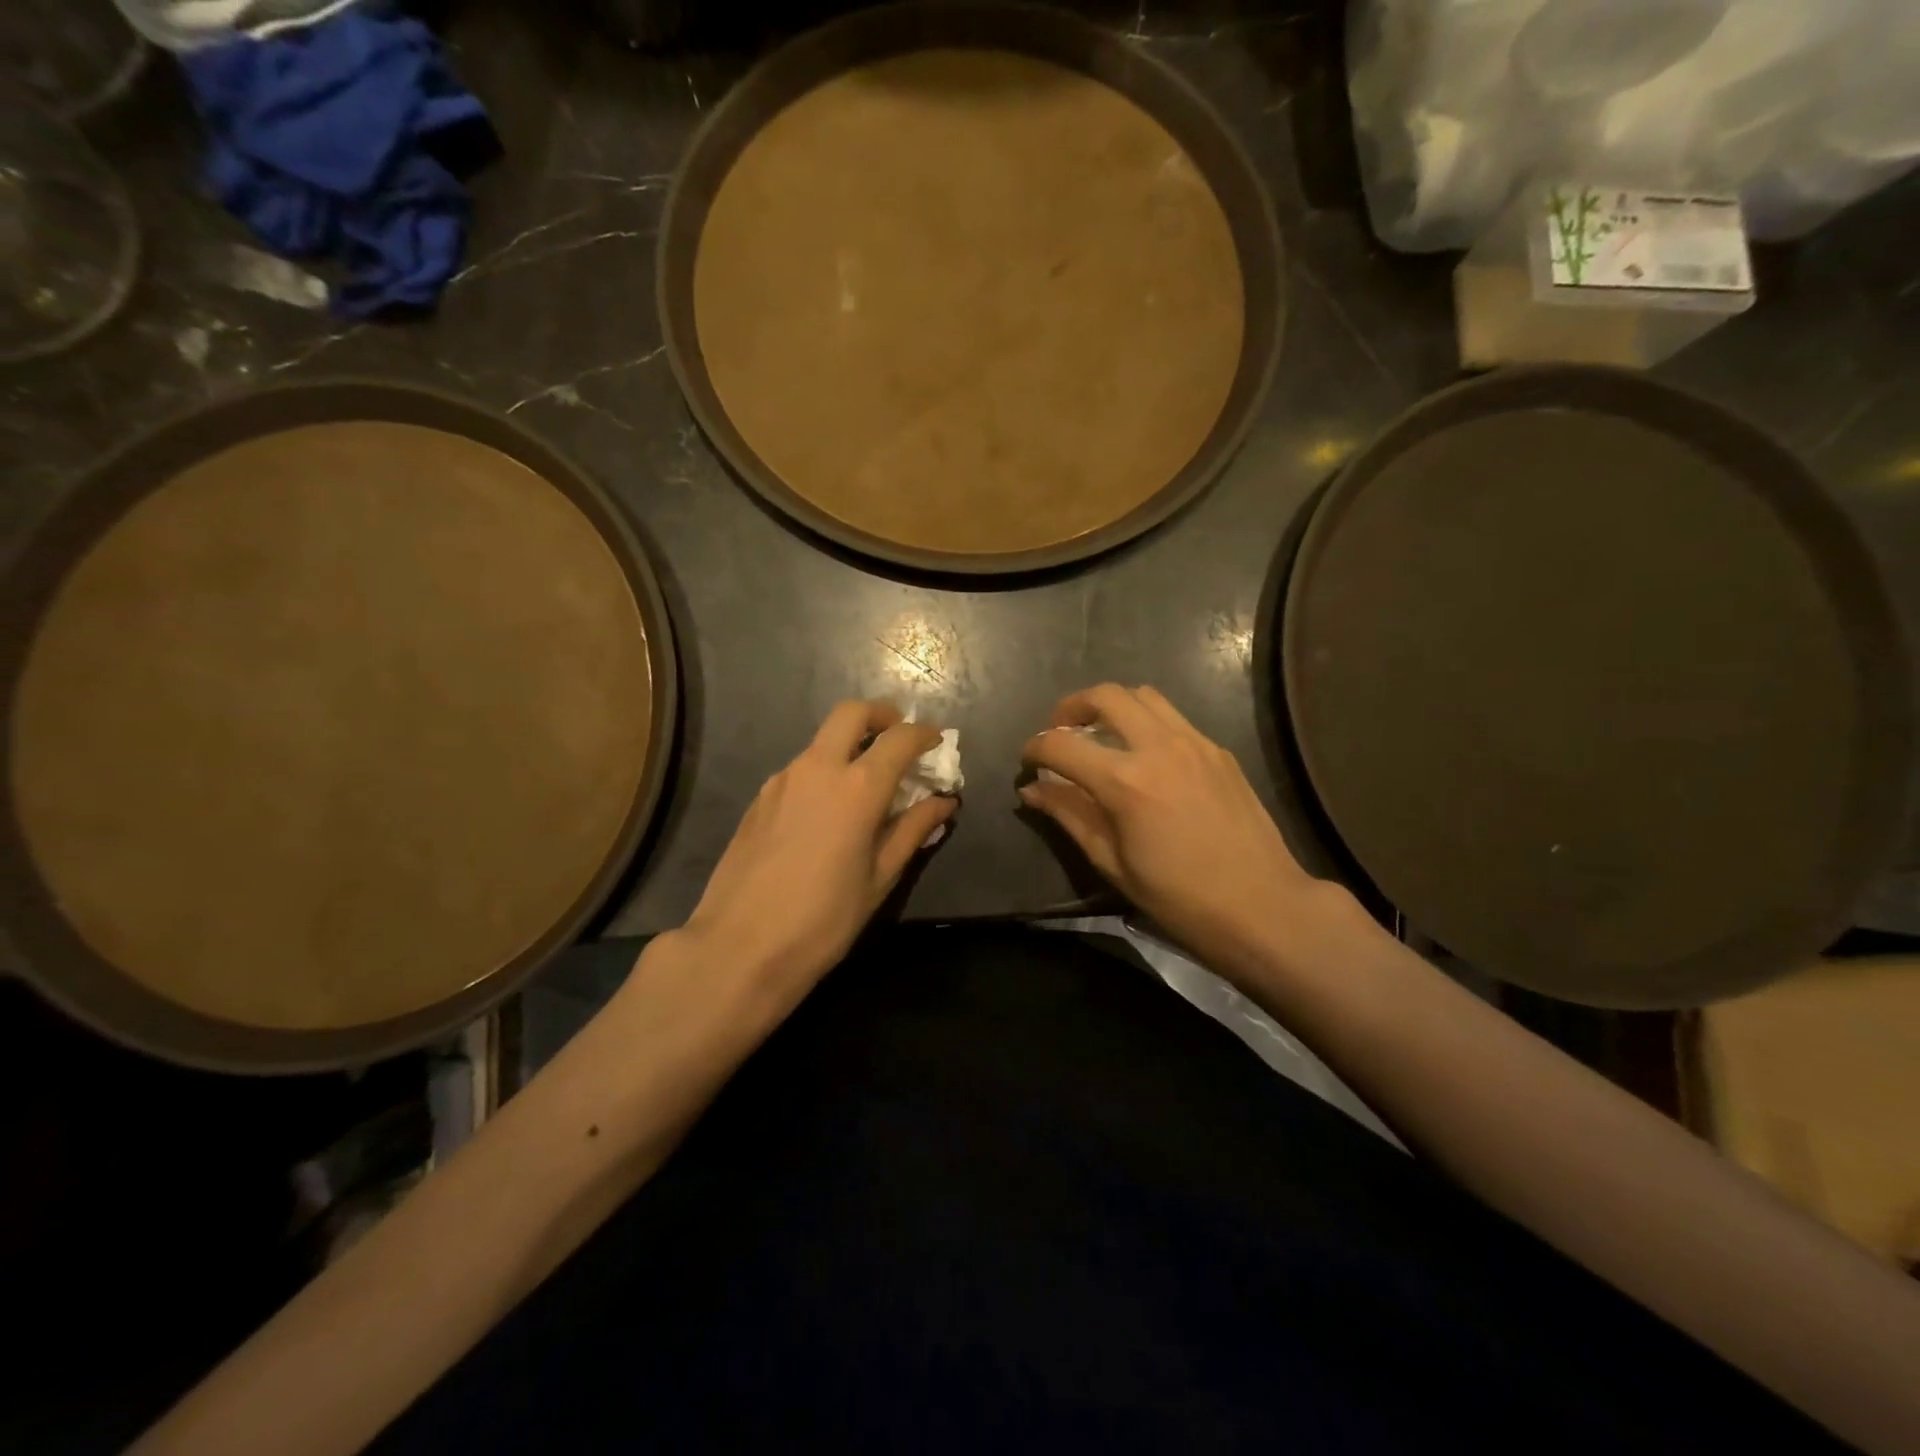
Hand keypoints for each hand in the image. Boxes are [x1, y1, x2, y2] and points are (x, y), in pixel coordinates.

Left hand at [681, 701, 955, 1001]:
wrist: (739, 947)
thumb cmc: (823, 919)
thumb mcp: (879, 878)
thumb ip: (913, 830)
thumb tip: (944, 802)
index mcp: (857, 788)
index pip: (899, 738)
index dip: (924, 734)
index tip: (936, 742)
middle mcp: (817, 768)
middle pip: (852, 713)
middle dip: (882, 715)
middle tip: (898, 739)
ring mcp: (782, 780)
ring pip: (822, 740)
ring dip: (850, 745)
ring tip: (866, 785)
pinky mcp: (759, 798)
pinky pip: (801, 768)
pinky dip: (824, 771)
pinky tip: (828, 812)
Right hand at [1020, 685, 1323, 975]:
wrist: (1261, 906)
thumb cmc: (1178, 897)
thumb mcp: (1111, 862)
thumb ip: (1069, 815)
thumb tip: (1032, 790)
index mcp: (1126, 782)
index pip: (1062, 744)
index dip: (1036, 747)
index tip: (1029, 760)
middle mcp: (1159, 747)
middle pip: (1106, 695)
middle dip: (1072, 707)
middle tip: (1062, 731)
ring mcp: (1195, 743)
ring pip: (1144, 696)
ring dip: (1113, 706)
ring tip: (1102, 735)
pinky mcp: (1218, 750)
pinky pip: (1174, 718)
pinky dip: (1147, 723)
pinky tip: (1146, 757)